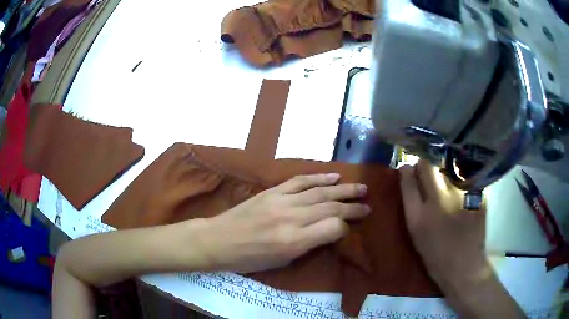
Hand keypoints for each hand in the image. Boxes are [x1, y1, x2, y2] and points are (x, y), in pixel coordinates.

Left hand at [201, 173, 368, 272]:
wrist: (218, 240)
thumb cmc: (249, 259)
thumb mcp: (282, 262)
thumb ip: (308, 245)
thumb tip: (328, 231)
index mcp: (294, 241)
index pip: (333, 228)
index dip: (345, 227)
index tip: (349, 228)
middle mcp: (291, 218)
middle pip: (330, 207)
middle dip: (352, 207)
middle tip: (368, 205)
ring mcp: (281, 201)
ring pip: (320, 192)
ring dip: (343, 190)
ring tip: (361, 188)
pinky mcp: (272, 191)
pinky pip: (300, 181)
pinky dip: (319, 178)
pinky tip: (334, 177)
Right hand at [399, 160, 488, 289]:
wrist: (464, 266)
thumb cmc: (436, 255)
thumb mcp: (416, 235)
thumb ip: (413, 206)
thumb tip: (411, 179)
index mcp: (418, 216)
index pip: (408, 180)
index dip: (406, 171)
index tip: (407, 168)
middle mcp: (439, 202)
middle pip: (428, 167)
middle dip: (424, 166)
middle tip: (426, 173)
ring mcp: (460, 197)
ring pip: (447, 172)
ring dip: (444, 178)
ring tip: (448, 192)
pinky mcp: (476, 196)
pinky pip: (464, 182)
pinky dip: (460, 187)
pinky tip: (462, 201)